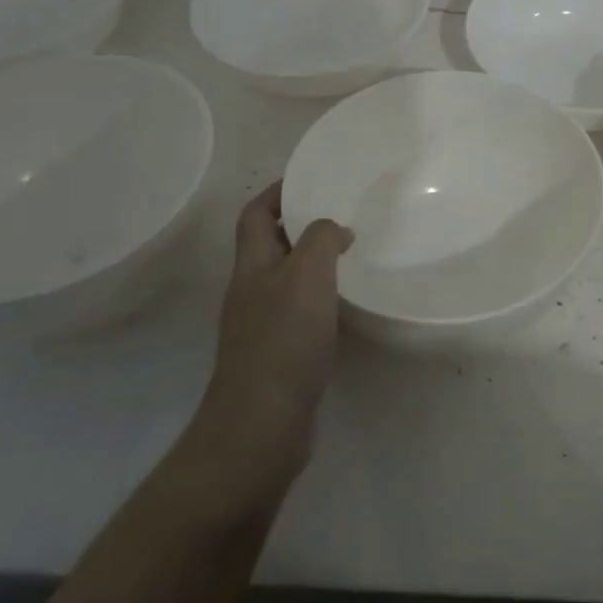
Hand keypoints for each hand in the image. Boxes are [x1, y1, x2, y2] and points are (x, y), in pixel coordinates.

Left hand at [190, 184, 352, 491]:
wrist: (262, 423)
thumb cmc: (283, 340)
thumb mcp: (306, 275)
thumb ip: (320, 240)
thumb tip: (335, 230)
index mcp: (251, 266)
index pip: (255, 214)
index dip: (277, 192)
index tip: (310, 179)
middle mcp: (251, 290)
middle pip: (269, 244)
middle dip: (300, 224)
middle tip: (341, 214)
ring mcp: (261, 324)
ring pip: (286, 278)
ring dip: (313, 261)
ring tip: (351, 252)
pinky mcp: (278, 353)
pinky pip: (298, 310)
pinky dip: (319, 297)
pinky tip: (345, 303)